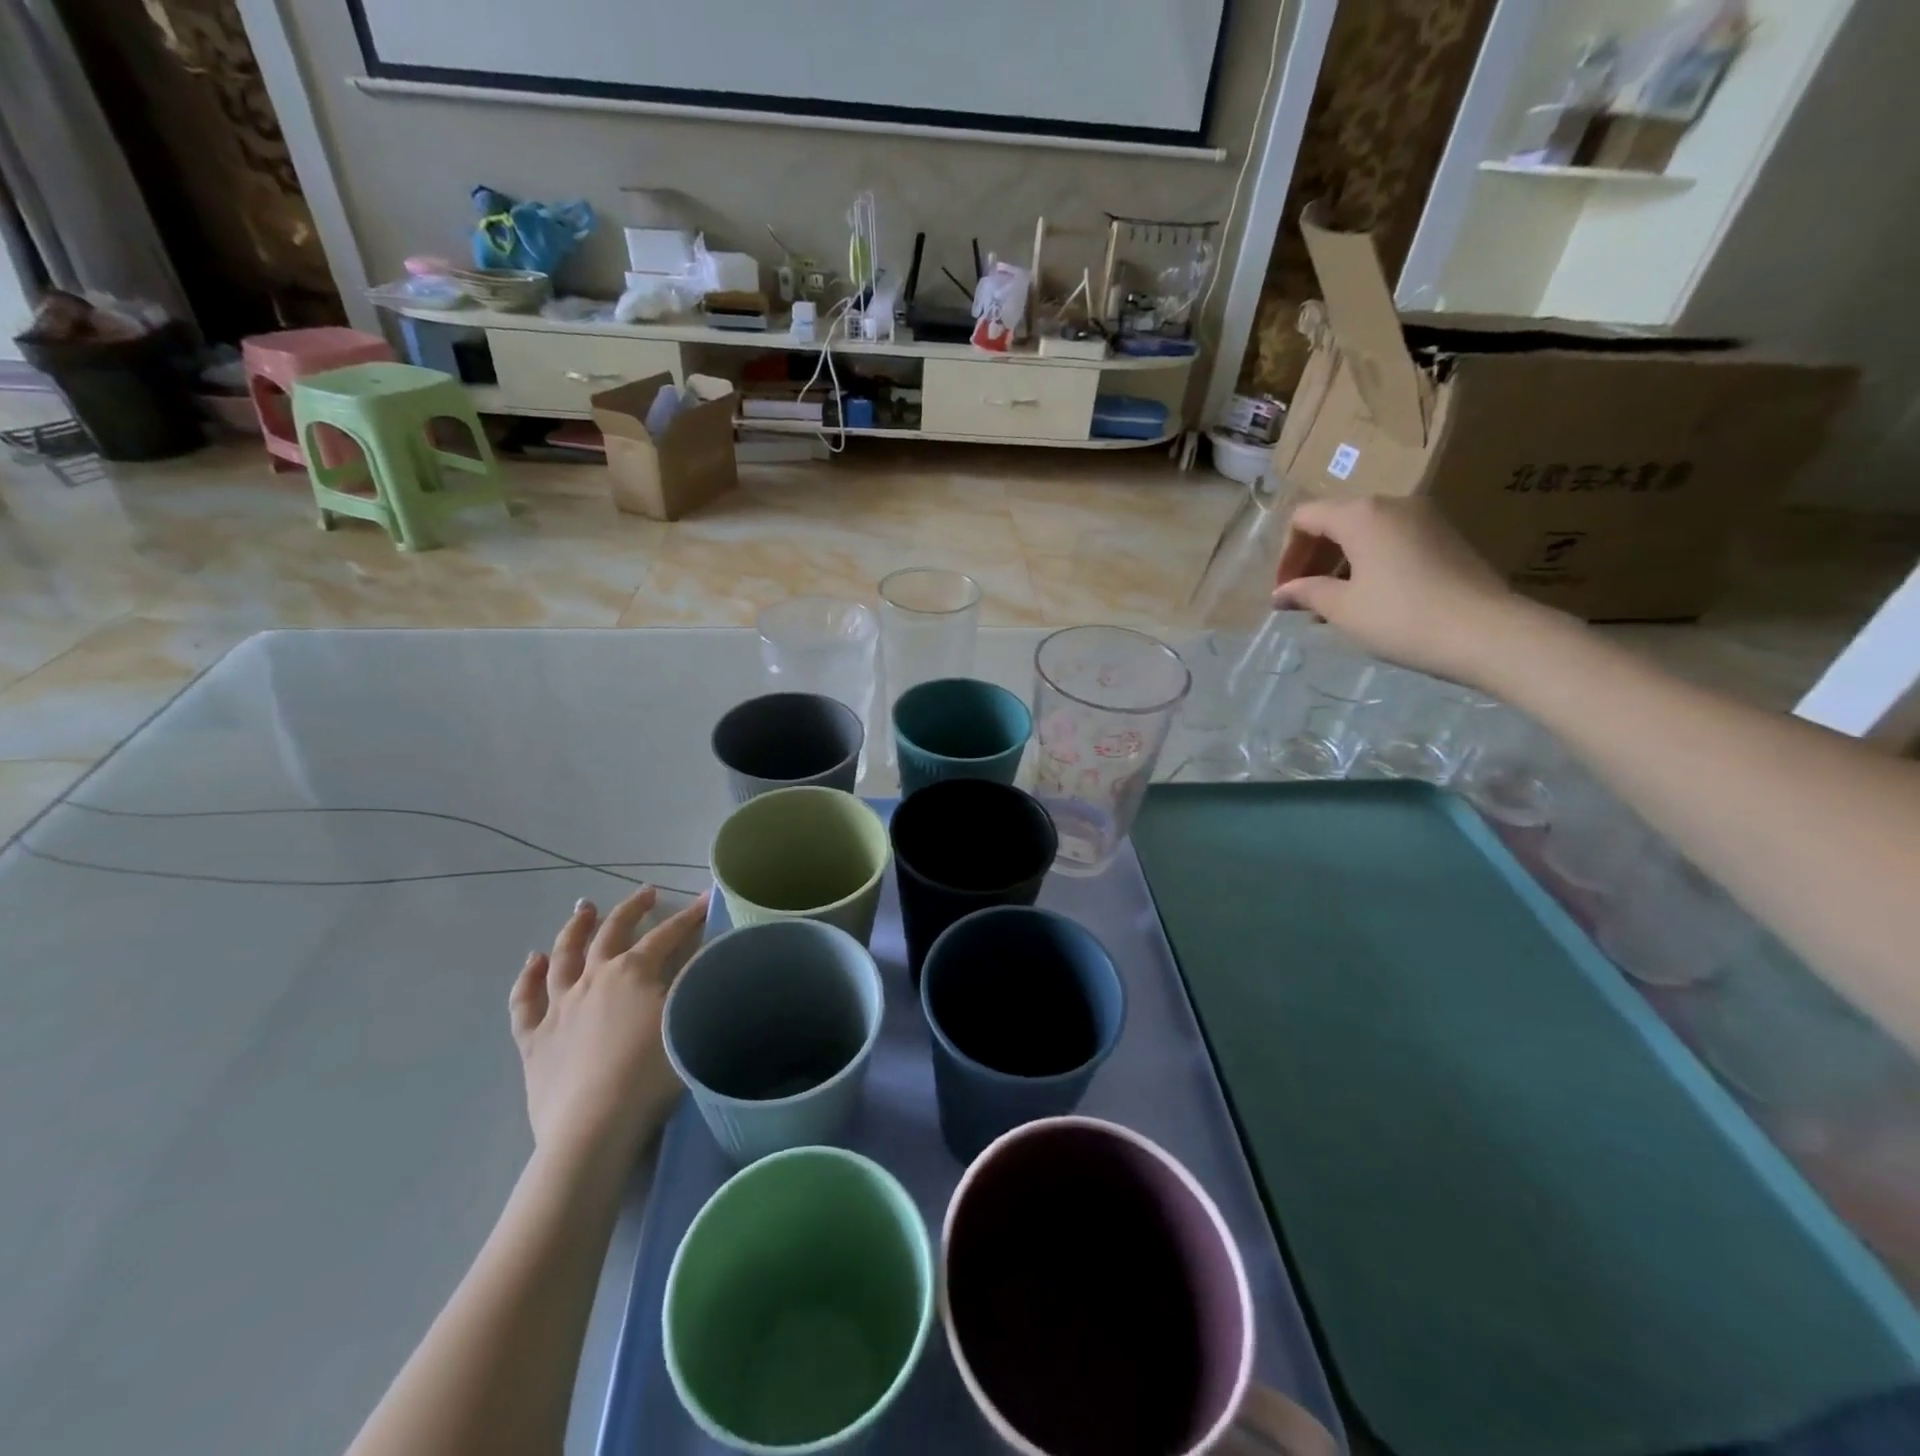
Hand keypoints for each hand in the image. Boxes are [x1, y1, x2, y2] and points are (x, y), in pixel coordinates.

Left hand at [509, 886, 710, 1162]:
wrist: (594, 1127)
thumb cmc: (650, 1073)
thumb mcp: (686, 1020)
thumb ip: (694, 984)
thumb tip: (707, 956)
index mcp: (633, 972)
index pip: (667, 935)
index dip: (688, 917)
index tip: (703, 900)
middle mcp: (593, 979)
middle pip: (612, 933)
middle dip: (631, 910)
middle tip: (645, 894)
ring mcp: (558, 1008)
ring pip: (563, 957)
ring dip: (575, 929)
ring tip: (583, 909)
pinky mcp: (534, 1040)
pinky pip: (525, 1002)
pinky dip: (527, 979)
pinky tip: (532, 962)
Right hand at [1271, 496, 1521, 684]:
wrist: (1487, 632)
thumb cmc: (1401, 616)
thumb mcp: (1343, 608)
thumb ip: (1306, 593)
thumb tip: (1281, 593)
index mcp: (1361, 514)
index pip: (1305, 518)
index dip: (1286, 554)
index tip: (1283, 591)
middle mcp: (1393, 504)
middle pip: (1335, 522)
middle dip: (1311, 559)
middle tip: (1302, 600)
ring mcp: (1425, 518)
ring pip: (1365, 533)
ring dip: (1339, 564)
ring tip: (1331, 605)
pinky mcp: (1445, 537)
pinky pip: (1392, 541)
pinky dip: (1368, 564)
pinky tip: (1367, 599)